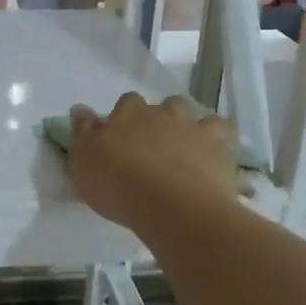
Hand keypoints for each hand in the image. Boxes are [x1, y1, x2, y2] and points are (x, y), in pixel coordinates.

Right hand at [66, 93, 243, 229]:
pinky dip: (222, 145)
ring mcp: (195, 129)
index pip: (127, 102)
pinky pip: (226, 138)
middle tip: (158, 144)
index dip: (126, 116)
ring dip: (196, 128)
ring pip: (200, 116)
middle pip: (167, 105)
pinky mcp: (220, 149)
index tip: (123, 135)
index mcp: (129, 113)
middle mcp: (164, 114)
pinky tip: (217, 161)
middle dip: (164, 118)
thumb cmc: (116, 183)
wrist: (168, 202)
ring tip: (192, 151)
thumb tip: (79, 110)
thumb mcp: (83, 161)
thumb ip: (83, 133)